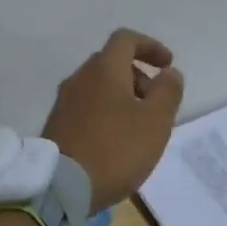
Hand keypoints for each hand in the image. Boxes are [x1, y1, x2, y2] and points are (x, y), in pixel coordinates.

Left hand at [42, 29, 184, 210]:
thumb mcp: (156, 121)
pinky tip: (115, 140)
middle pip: (112, 62)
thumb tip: (169, 73)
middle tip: (156, 102)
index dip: (150, 46)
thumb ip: (167, 91)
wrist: (61, 186)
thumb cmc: (116, 149)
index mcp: (104, 69)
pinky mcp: (57, 124)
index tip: (167, 65)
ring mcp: (64, 101)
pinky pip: (87, 106)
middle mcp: (80, 77)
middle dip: (138, 75)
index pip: (126, 39)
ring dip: (122, 95)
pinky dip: (106, 111)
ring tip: (139, 127)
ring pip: (98, 85)